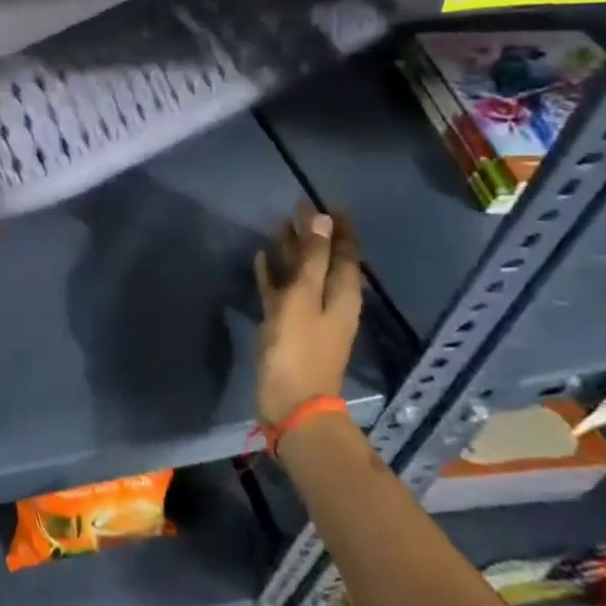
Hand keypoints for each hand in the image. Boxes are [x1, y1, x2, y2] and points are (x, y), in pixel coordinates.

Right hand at [253, 207, 361, 427]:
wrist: (291, 402)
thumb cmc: (299, 347)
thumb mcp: (305, 297)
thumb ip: (313, 258)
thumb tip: (323, 219)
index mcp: (342, 293)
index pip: (345, 251)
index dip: (338, 228)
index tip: (326, 203)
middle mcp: (329, 301)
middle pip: (323, 260)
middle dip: (313, 235)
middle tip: (296, 209)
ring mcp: (307, 314)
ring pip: (301, 275)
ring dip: (292, 252)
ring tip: (276, 227)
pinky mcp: (286, 327)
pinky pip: (281, 292)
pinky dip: (273, 275)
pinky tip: (259, 260)